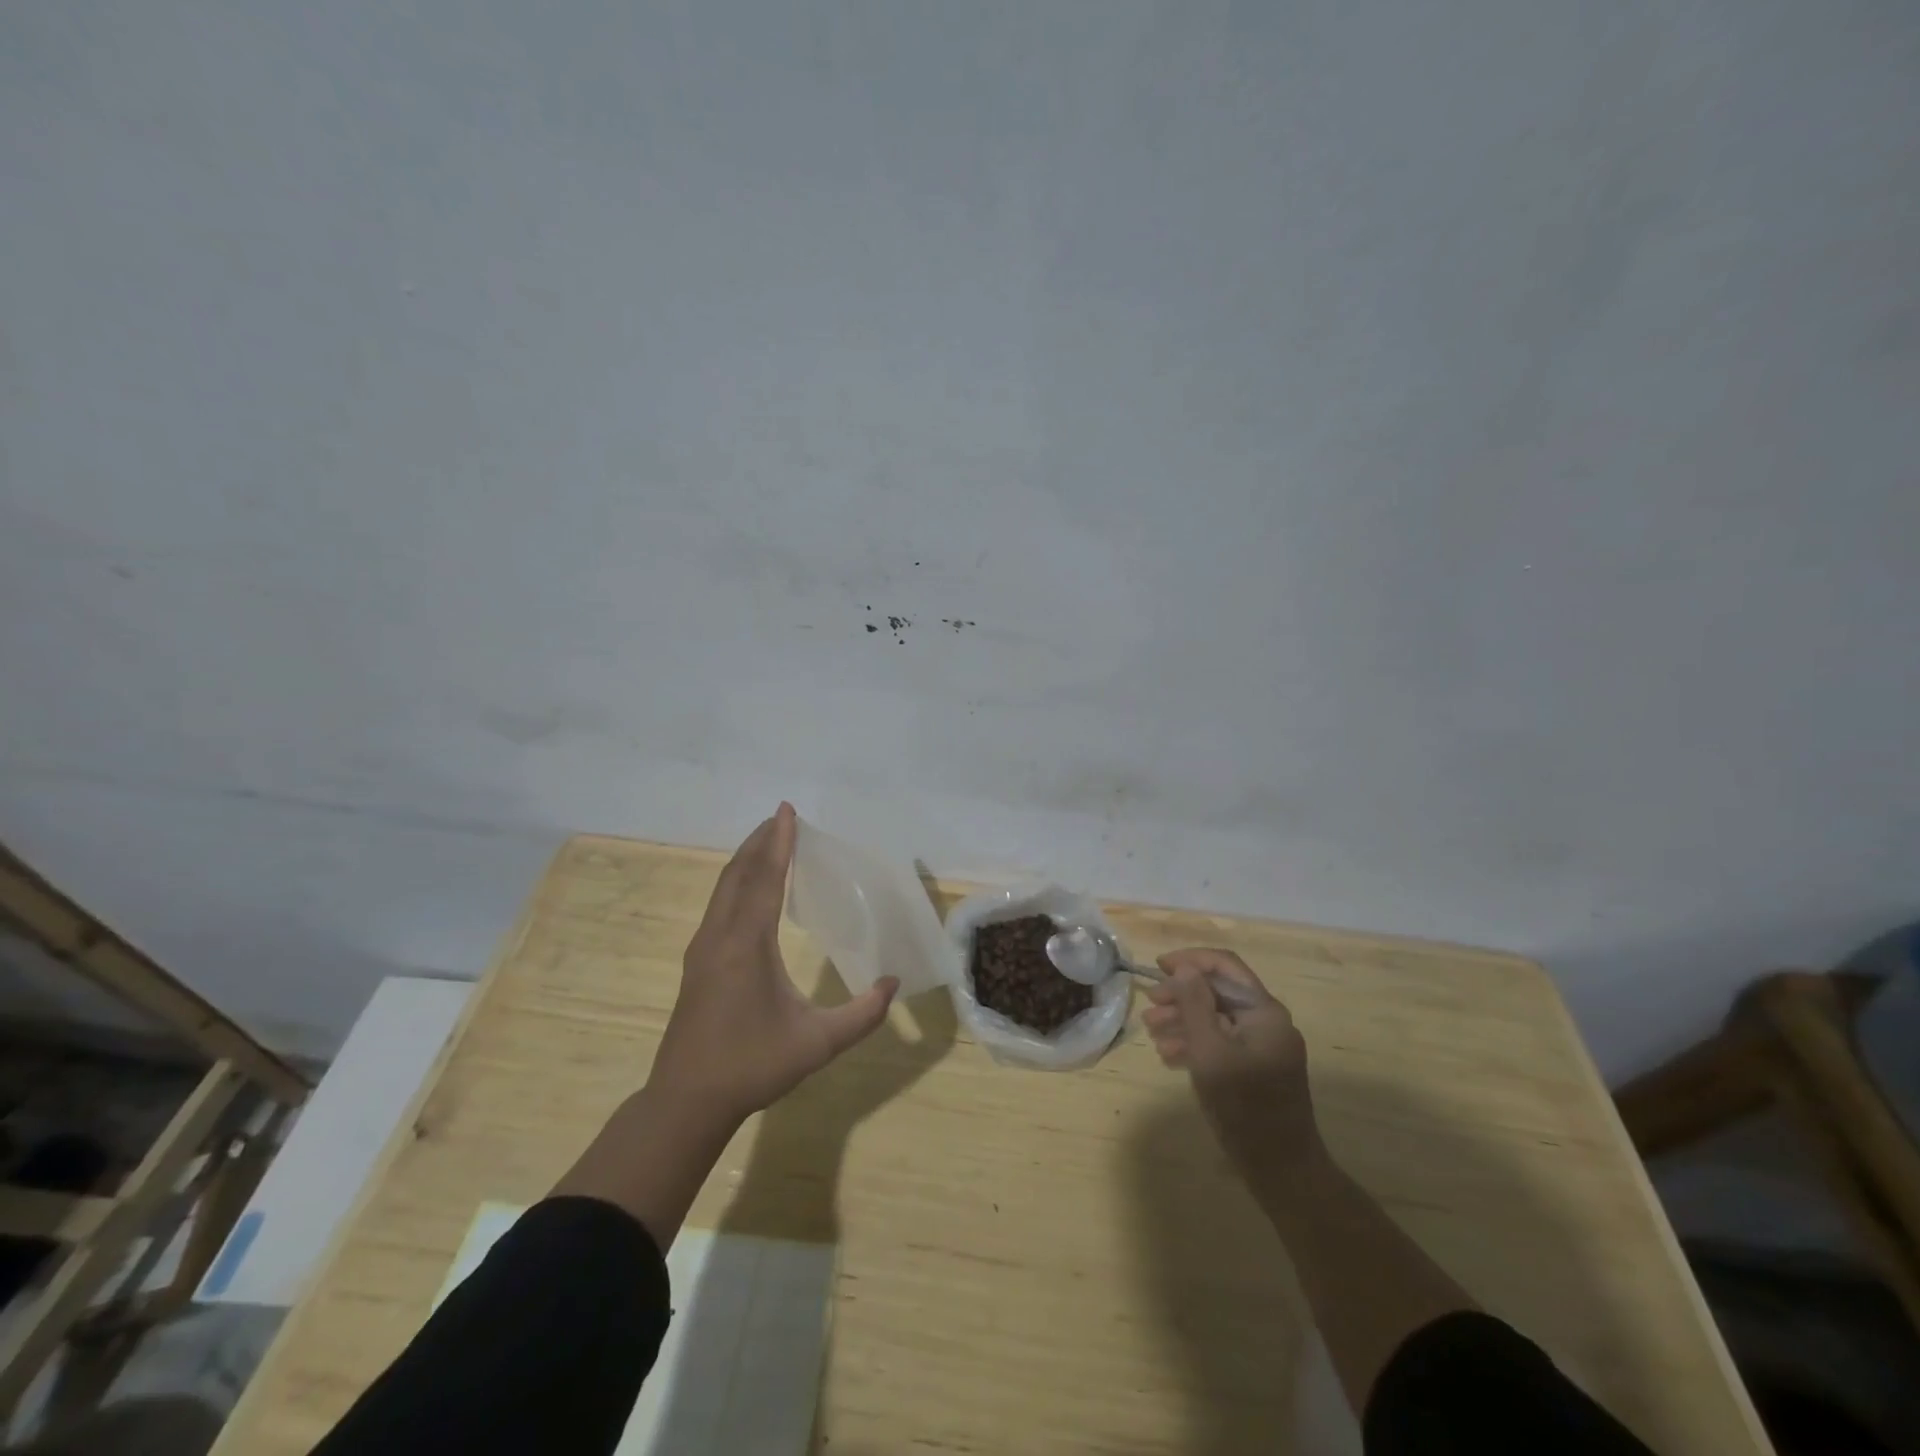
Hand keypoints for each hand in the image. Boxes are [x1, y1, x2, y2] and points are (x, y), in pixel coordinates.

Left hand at [650, 803, 898, 1125]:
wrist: (687, 1100)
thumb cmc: (753, 1066)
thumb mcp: (818, 1043)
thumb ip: (862, 1014)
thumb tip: (893, 984)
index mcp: (747, 945)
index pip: (764, 880)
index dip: (779, 843)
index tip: (787, 811)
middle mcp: (720, 936)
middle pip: (739, 874)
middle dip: (760, 841)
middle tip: (781, 817)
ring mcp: (702, 948)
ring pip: (723, 888)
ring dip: (746, 860)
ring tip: (767, 842)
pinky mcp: (696, 962)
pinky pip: (718, 905)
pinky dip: (736, 882)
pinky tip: (748, 890)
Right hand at [1142, 949, 1323, 1180]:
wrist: (1281, 1169)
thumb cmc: (1243, 1107)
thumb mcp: (1210, 1051)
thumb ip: (1195, 1005)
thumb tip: (1186, 968)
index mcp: (1264, 1011)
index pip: (1224, 966)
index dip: (1190, 960)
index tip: (1158, 966)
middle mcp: (1267, 1021)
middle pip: (1219, 992)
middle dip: (1181, 995)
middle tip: (1150, 1006)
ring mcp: (1263, 1046)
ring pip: (1217, 1018)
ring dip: (1184, 1019)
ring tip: (1152, 1032)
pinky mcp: (1256, 1067)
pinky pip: (1222, 1041)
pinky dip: (1196, 1042)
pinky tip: (1170, 1053)